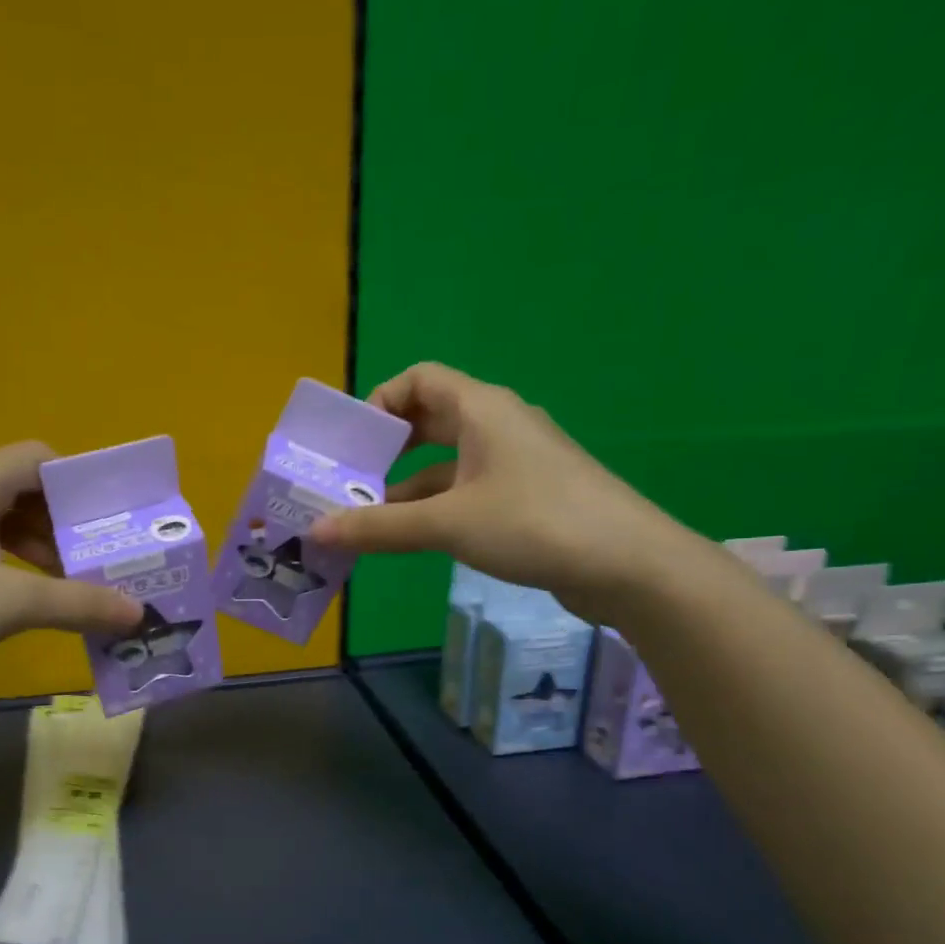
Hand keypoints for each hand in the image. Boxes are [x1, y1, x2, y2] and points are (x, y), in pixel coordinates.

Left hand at [0, 442, 142, 694]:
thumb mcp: (8, 603)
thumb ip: (79, 604)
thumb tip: (140, 612)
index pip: (44, 459)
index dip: (86, 486)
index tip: (120, 524)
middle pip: (28, 494)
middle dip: (72, 528)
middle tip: (112, 565)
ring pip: (5, 529)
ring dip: (46, 556)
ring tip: (83, 593)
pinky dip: (15, 576)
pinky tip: (33, 610)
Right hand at [310, 362, 697, 620]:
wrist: (627, 564)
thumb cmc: (534, 523)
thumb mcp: (447, 524)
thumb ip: (379, 527)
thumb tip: (316, 531)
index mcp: (481, 410)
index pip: (420, 379)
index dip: (380, 401)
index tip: (352, 443)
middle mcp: (497, 426)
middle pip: (429, 421)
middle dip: (386, 450)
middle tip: (349, 481)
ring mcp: (514, 463)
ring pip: (445, 463)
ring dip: (406, 487)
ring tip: (367, 520)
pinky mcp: (525, 497)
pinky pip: (466, 490)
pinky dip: (434, 507)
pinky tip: (411, 539)